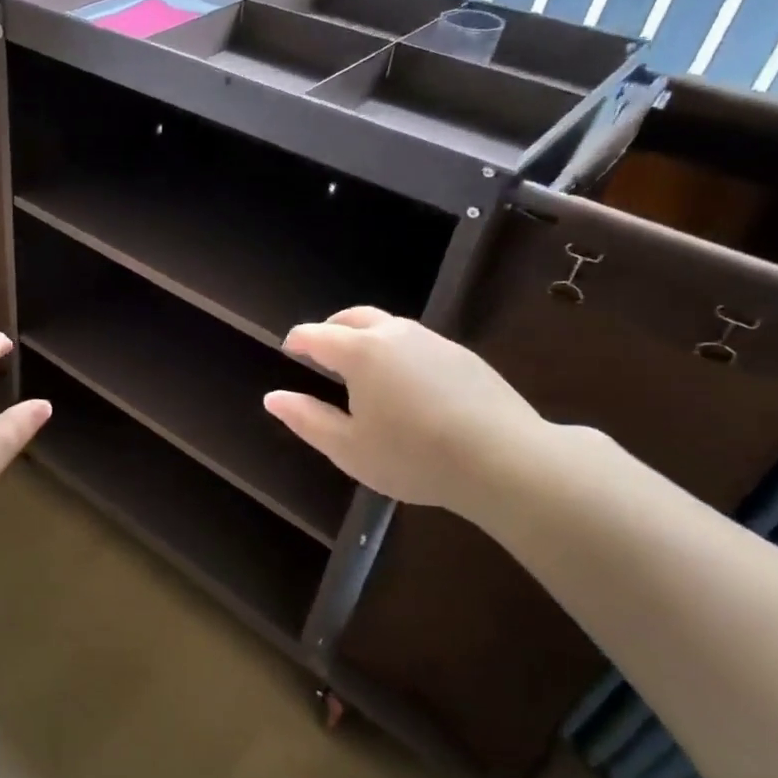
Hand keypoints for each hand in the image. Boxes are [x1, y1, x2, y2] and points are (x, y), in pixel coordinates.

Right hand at [263, 307, 545, 515]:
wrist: (504, 460)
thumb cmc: (413, 457)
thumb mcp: (348, 448)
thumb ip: (306, 419)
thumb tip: (272, 397)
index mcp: (360, 352)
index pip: (316, 335)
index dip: (298, 340)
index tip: (288, 349)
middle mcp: (395, 335)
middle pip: (354, 317)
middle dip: (331, 328)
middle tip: (320, 349)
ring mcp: (434, 342)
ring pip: (390, 326)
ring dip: (366, 337)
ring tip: (361, 367)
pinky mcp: (464, 357)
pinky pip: (418, 343)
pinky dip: (398, 351)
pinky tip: (406, 384)